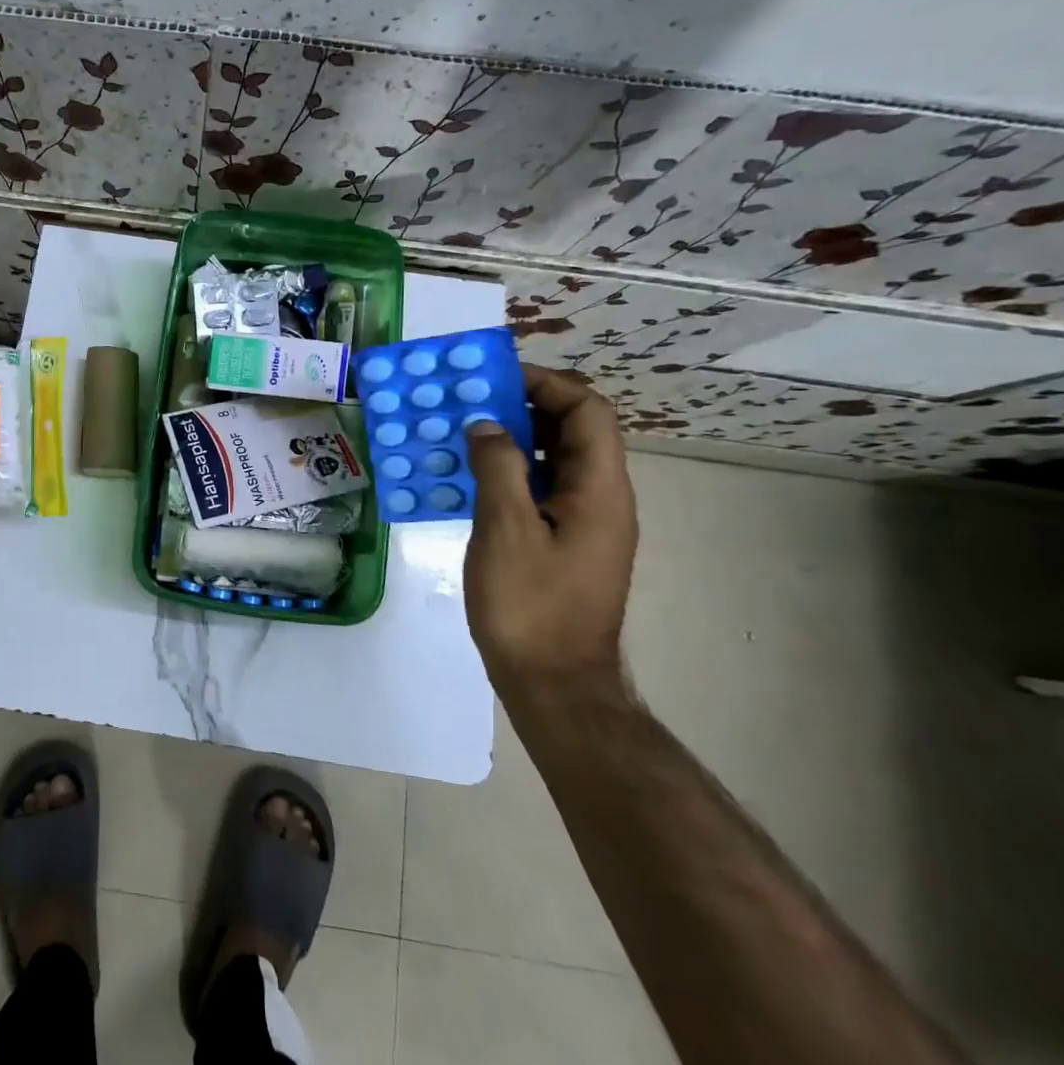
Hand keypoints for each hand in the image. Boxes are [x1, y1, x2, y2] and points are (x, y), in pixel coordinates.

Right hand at [463, 365, 638, 702]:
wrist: (555, 685)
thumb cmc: (530, 606)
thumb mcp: (505, 530)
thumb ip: (498, 467)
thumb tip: (487, 425)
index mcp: (600, 490)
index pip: (588, 410)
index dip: (546, 384)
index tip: (493, 379)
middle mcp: (602, 499)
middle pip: (573, 431)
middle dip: (523, 407)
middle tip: (468, 403)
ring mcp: (585, 524)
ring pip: (555, 461)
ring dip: (512, 440)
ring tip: (461, 435)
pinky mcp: (565, 545)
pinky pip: (541, 491)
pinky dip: (509, 474)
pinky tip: (468, 482)